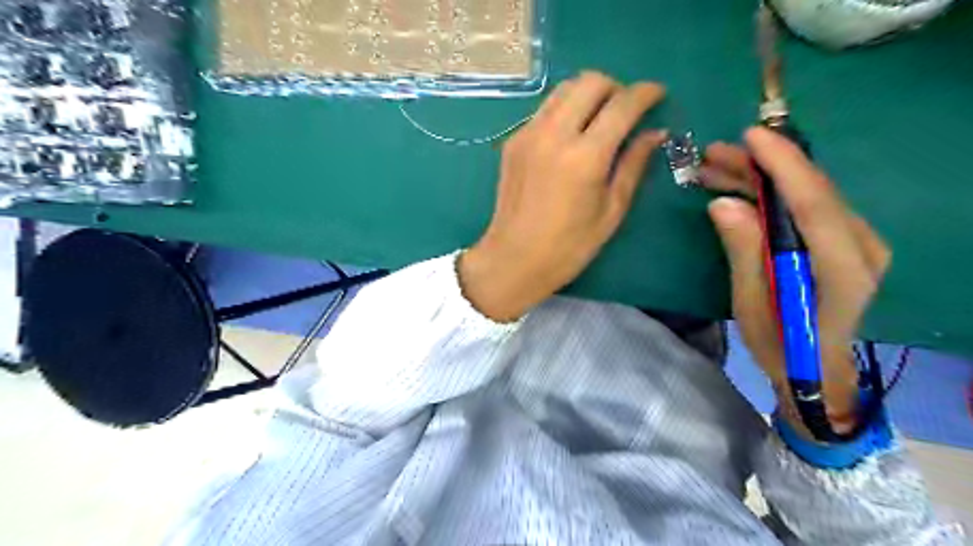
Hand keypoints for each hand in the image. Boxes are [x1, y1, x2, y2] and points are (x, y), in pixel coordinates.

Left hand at [460, 70, 665, 320]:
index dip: (646, 93)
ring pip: (563, 90)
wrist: (513, 260)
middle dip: (616, 87)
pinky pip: (544, 110)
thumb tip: (655, 133)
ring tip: (599, 120)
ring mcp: (528, 134)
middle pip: (590, 81)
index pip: (622, 104)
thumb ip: (634, 166)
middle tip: (625, 111)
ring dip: (587, 94)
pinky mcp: (513, 141)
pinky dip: (565, 111)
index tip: (658, 95)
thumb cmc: (568, 247)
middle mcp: (554, 134)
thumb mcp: (611, 211)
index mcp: (585, 157)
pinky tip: (570, 137)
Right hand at [700, 127, 896, 434]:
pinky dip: (770, 193)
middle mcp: (860, 246)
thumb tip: (722, 204)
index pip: (814, 204)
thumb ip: (743, 252)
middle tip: (713, 154)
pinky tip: (737, 188)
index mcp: (842, 268)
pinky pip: (804, 206)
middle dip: (762, 166)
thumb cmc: (780, 345)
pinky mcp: (841, 241)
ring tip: (714, 167)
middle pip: (811, 191)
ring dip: (761, 177)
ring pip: (806, 194)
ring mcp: (855, 242)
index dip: (784, 166)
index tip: (751, 137)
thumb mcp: (751, 304)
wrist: (815, 368)